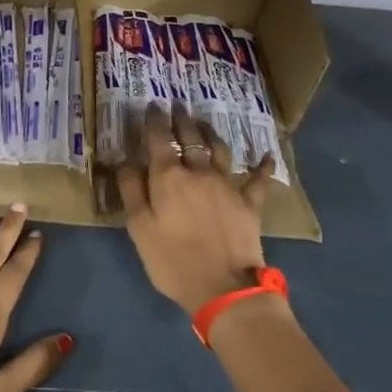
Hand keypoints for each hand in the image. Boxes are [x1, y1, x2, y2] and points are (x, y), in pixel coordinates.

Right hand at [118, 104, 274, 315]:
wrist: (223, 287)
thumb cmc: (172, 259)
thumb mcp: (139, 228)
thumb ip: (131, 190)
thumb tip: (125, 160)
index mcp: (168, 177)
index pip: (158, 140)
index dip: (154, 121)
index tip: (151, 105)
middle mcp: (198, 172)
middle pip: (190, 139)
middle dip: (181, 119)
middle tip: (176, 104)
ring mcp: (227, 186)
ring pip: (219, 150)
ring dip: (210, 133)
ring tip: (204, 122)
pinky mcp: (249, 203)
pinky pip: (258, 180)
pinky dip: (262, 166)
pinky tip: (266, 156)